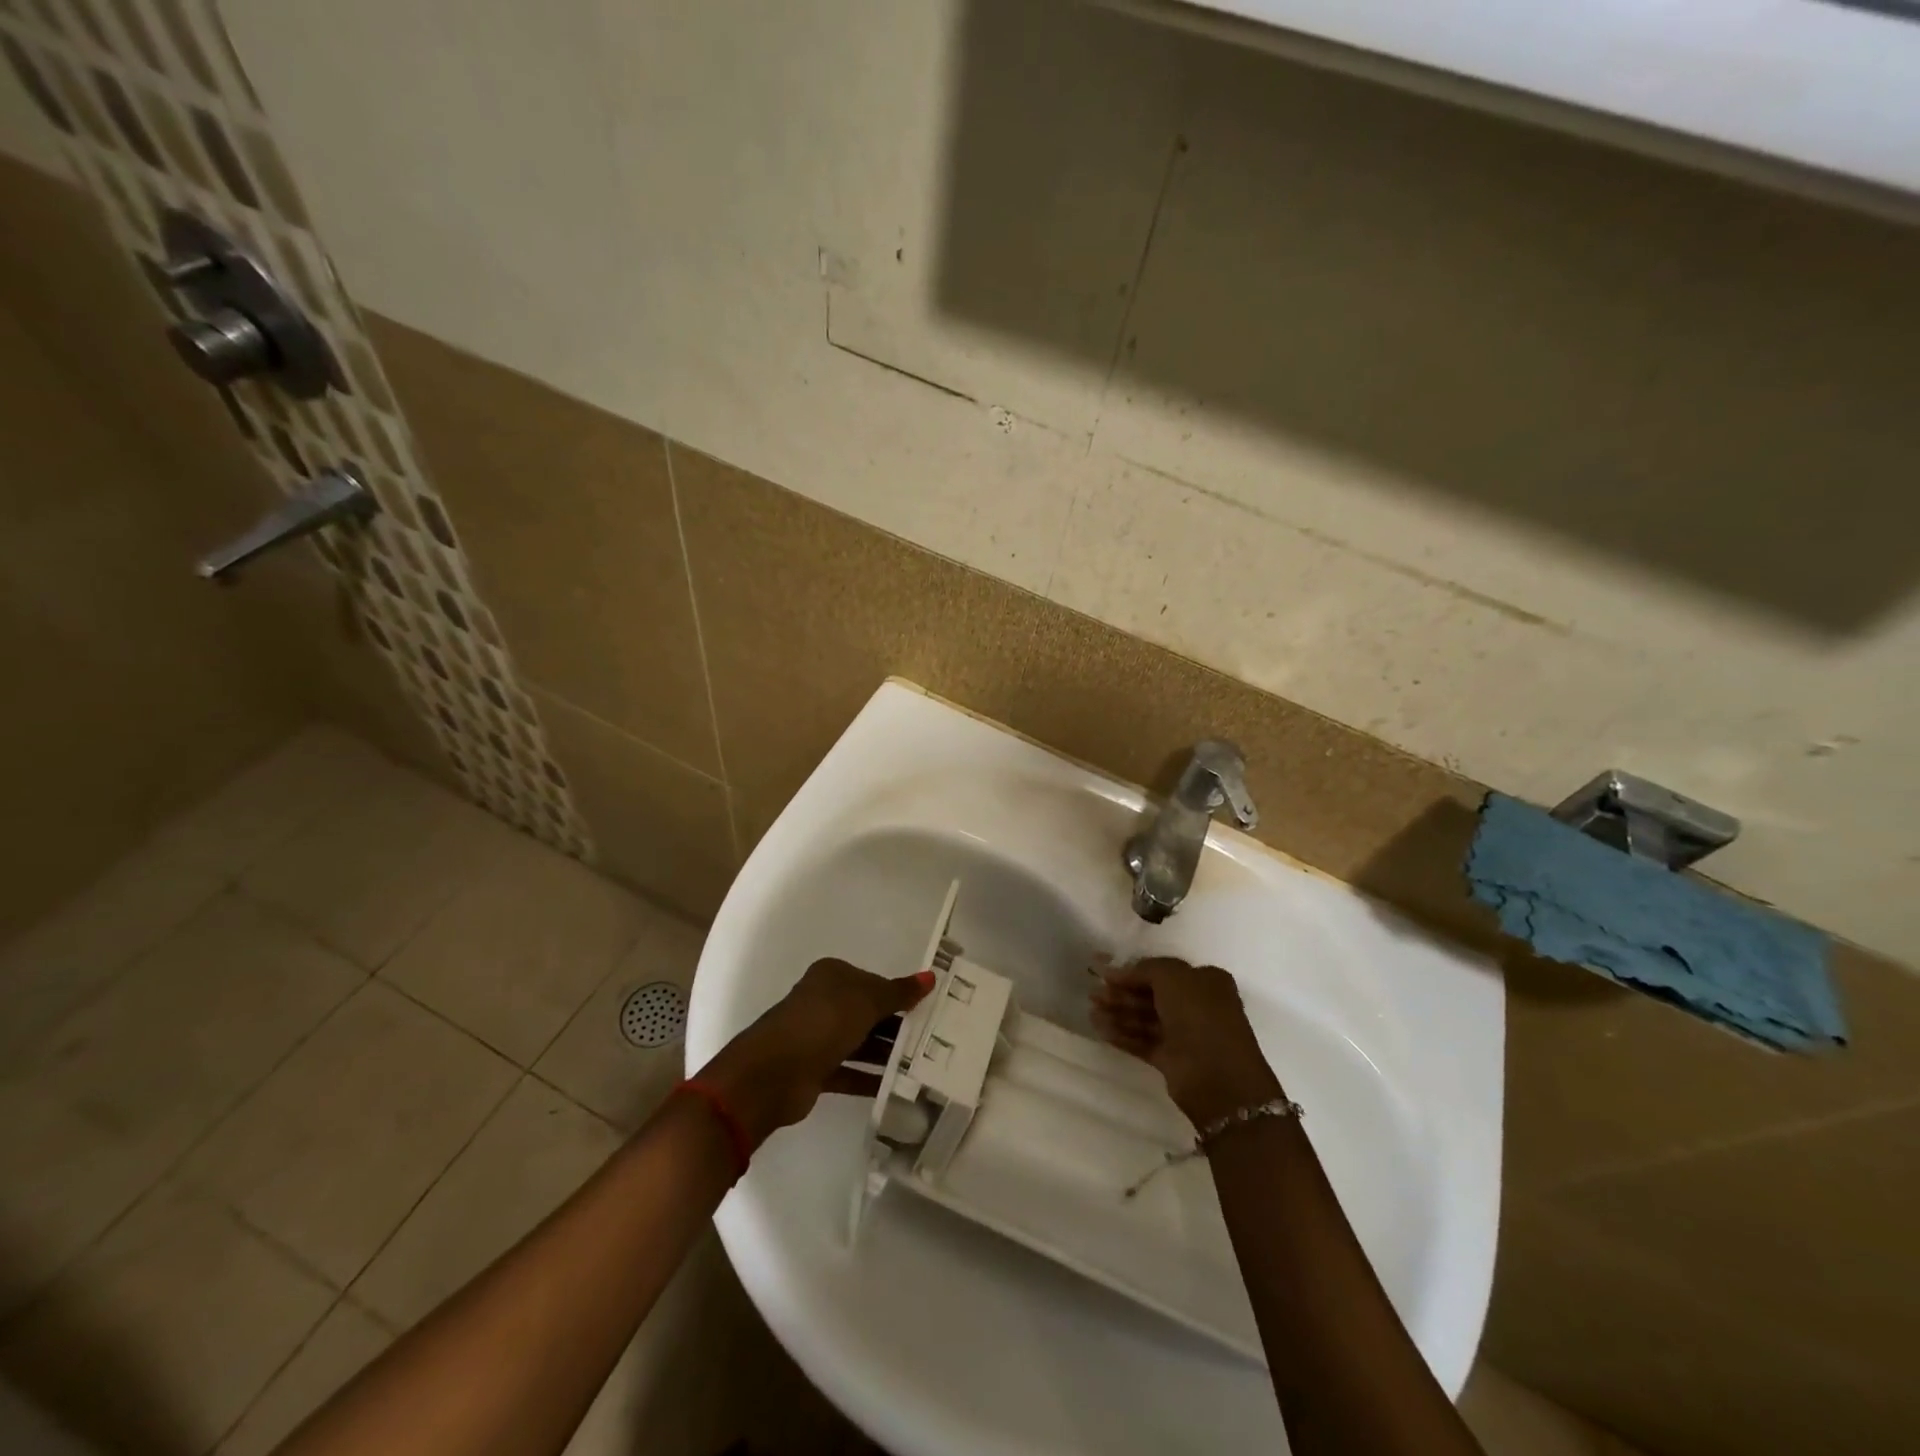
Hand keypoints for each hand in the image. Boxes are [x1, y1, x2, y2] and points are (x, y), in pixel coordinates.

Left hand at [694, 958, 931, 1147]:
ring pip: (860, 1042)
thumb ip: (899, 993)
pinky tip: (897, 1086)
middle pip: (867, 1012)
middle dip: (896, 1026)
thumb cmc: (823, 1022)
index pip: (873, 982)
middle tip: (932, 1041)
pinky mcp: (815, 1070)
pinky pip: (850, 1071)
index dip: (899, 996)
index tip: (929, 1011)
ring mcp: (817, 1037)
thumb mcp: (868, 1001)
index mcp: (832, 976)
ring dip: (886, 1054)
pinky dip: (870, 1078)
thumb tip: (931, 977)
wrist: (773, 1072)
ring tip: (922, 1066)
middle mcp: (823, 1002)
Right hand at [1091, 958, 1282, 1125]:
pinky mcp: (1171, 1059)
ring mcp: (1184, 1034)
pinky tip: (1100, 1029)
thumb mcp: (1173, 976)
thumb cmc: (1199, 1016)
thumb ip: (1144, 969)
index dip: (1132, 969)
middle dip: (1121, 992)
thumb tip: (1116, 971)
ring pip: (1144, 1018)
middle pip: (1151, 994)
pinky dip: (1122, 1034)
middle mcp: (1196, 1005)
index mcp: (1205, 981)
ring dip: (1118, 1012)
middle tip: (1093, 992)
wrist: (1218, 1077)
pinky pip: (1142, 1041)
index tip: (1103, 969)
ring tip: (1091, 1010)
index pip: (1162, 971)